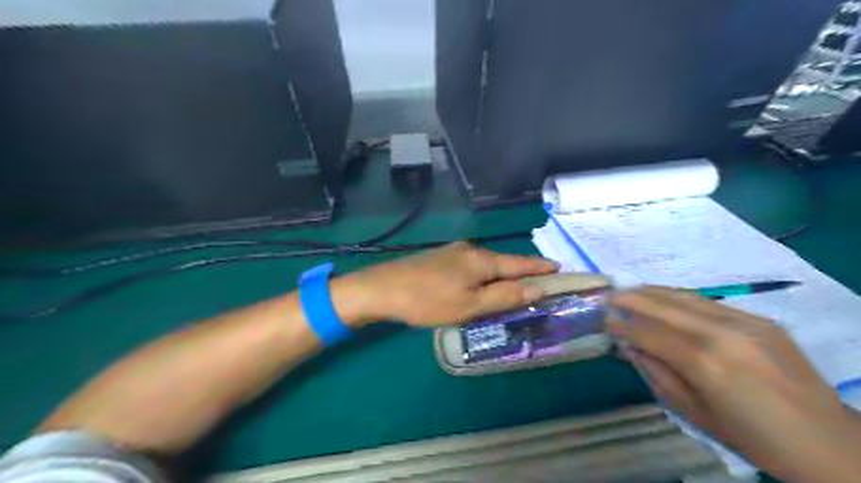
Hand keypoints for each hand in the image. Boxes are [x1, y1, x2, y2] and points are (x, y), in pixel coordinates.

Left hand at [339, 241, 562, 326]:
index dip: (540, 268)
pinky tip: (481, 284)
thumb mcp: (469, 305)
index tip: (560, 268)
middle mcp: (471, 250)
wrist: (383, 288)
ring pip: (487, 264)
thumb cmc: (428, 301)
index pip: (520, 264)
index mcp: (481, 261)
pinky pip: (472, 266)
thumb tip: (538, 288)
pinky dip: (484, 275)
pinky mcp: (440, 257)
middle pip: (504, 262)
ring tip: (515, 286)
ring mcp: (453, 252)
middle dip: (523, 272)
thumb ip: (504, 296)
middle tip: (541, 282)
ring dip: (502, 274)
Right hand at [604, 287, 859, 482]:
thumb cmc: (753, 438)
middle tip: (608, 296)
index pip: (649, 334)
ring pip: (686, 297)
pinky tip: (665, 299)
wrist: (830, 444)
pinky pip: (709, 302)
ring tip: (629, 290)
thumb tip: (631, 349)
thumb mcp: (695, 413)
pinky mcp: (761, 320)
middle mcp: (723, 334)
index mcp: (705, 363)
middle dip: (631, 299)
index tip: (603, 321)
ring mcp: (746, 323)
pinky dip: (680, 298)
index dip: (622, 327)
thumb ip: (658, 374)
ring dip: (653, 292)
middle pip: (664, 306)